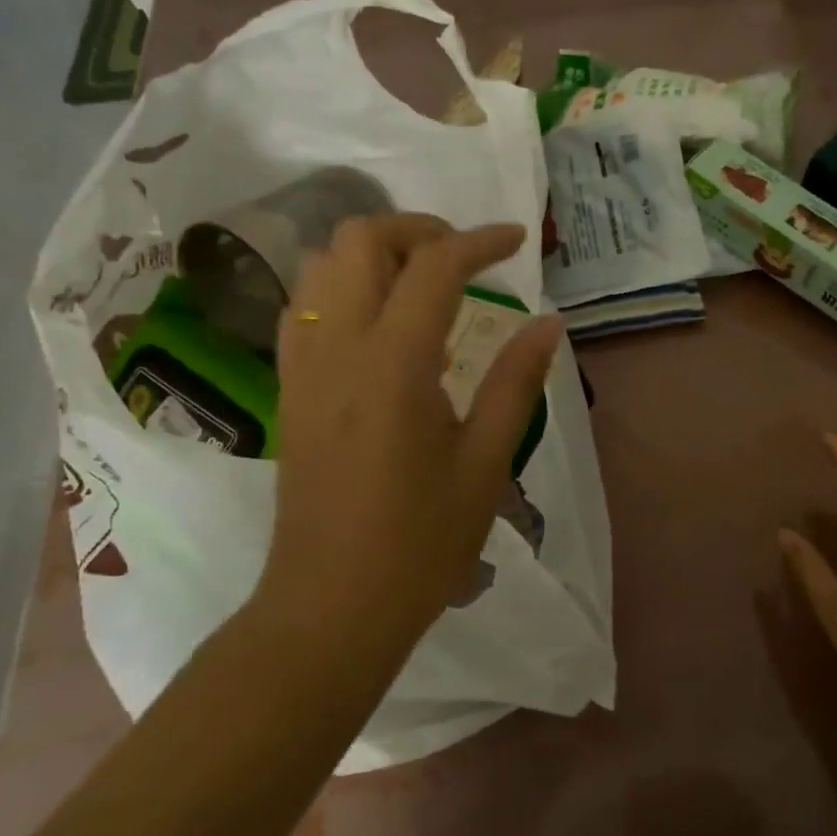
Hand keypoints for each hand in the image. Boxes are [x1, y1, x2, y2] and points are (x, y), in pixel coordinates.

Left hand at [256, 213, 560, 645]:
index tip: (516, 241)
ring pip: (322, 265)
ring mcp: (302, 365)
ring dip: (375, 253)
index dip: (480, 241)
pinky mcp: (289, 387)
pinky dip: (343, 286)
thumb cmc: (420, 542)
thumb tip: (547, 322)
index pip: (434, 266)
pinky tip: (380, 324)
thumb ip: (516, 381)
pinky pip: (305, 306)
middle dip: (417, 230)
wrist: (331, 605)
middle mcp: (338, 347)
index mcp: (394, 364)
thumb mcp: (485, 462)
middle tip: (464, 259)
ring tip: (424, 283)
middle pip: (359, 240)